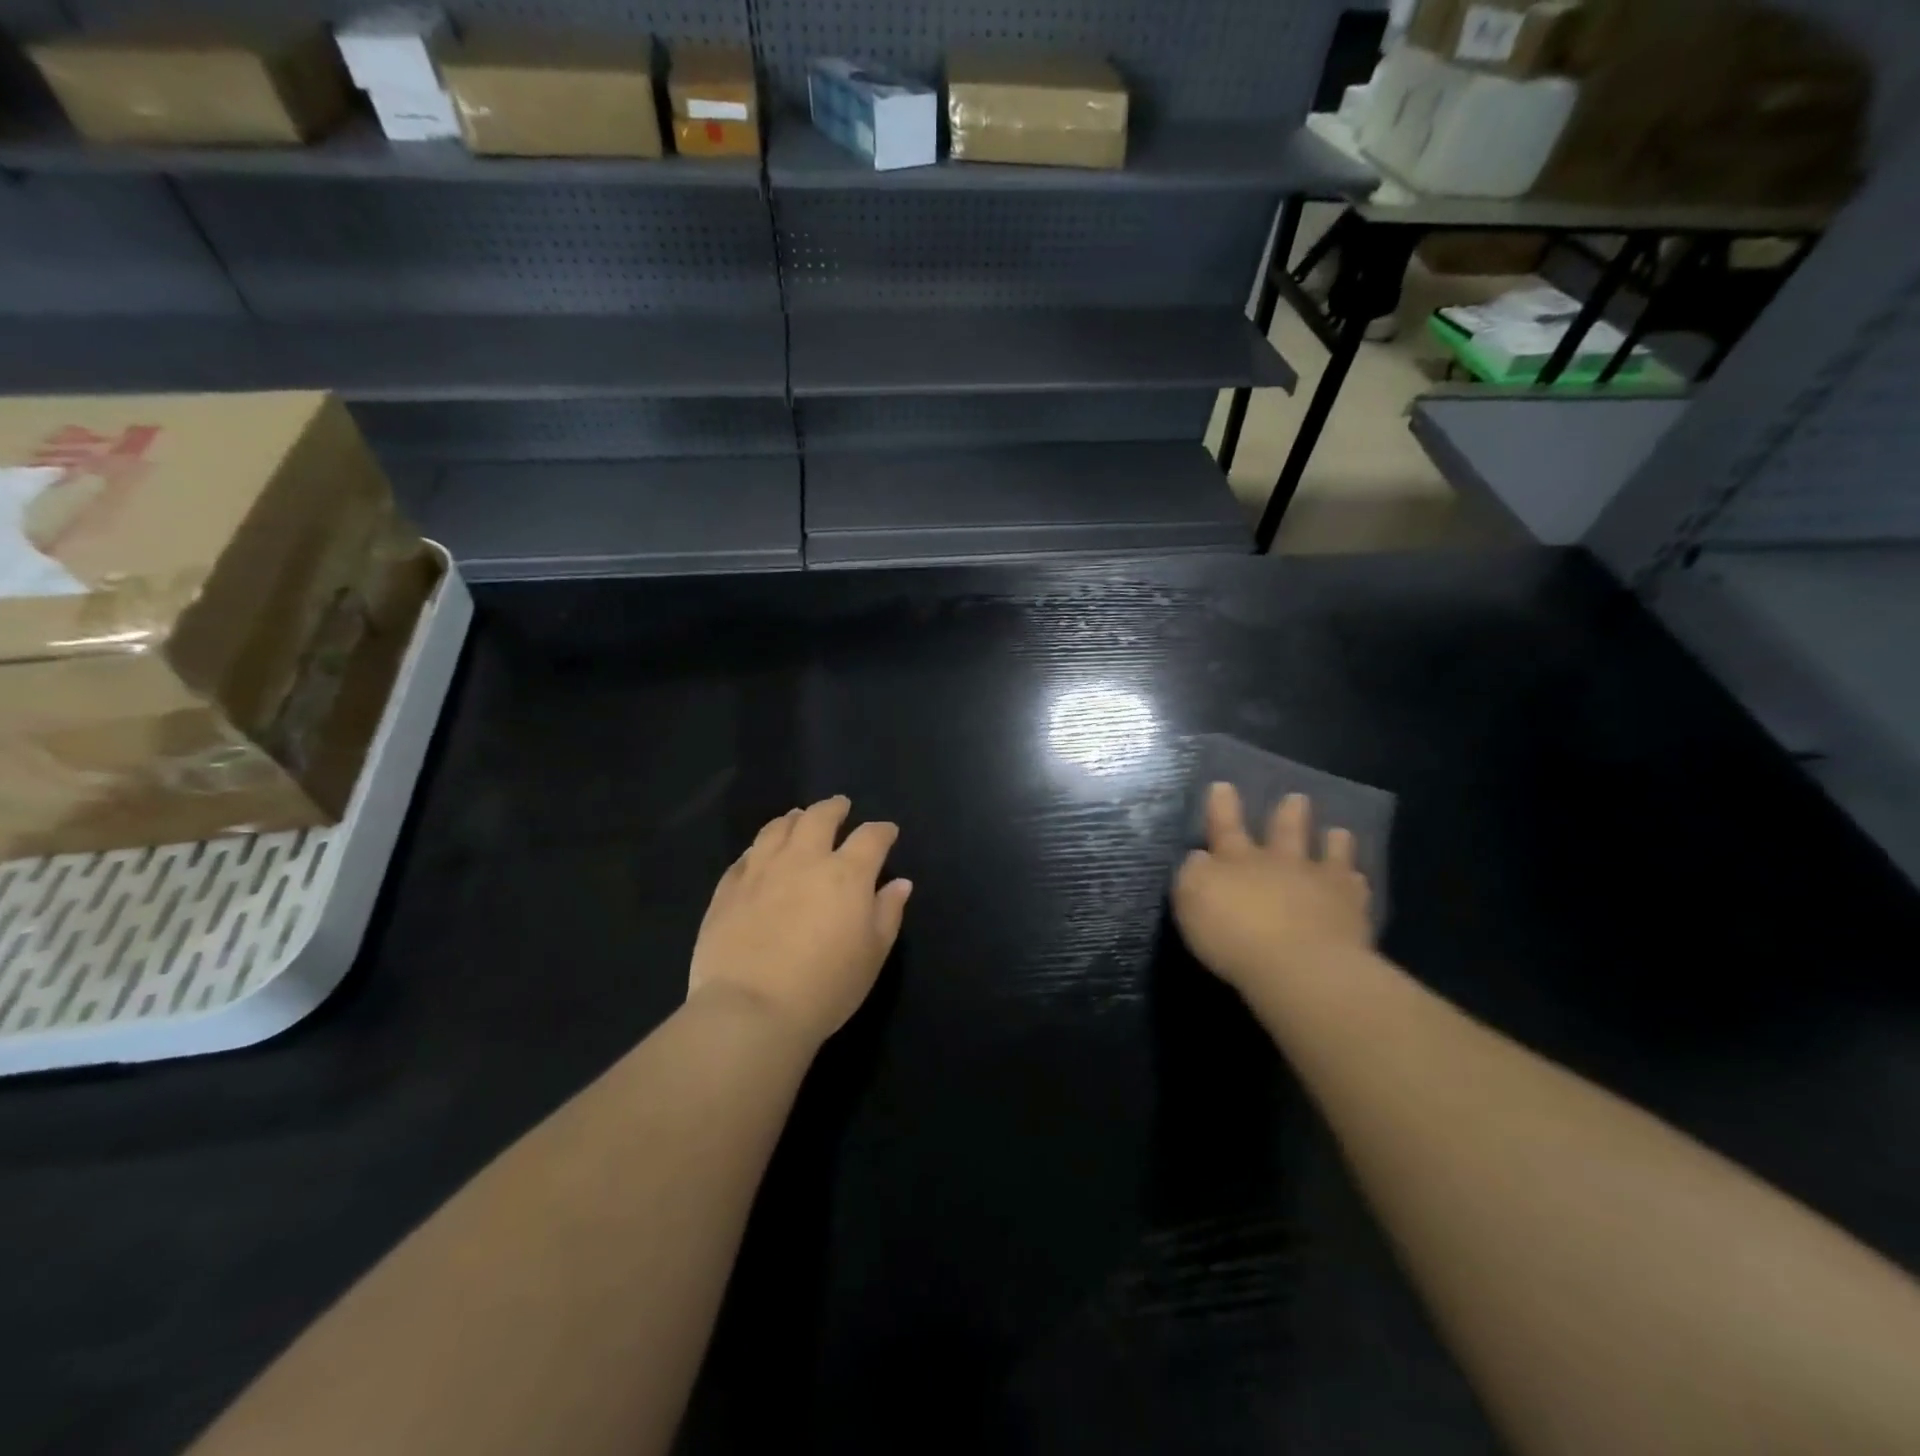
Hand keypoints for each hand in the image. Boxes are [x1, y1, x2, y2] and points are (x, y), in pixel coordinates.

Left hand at [688, 796, 911, 1047]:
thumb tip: (899, 883)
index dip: (882, 831)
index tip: (887, 832)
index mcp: (846, 874)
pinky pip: (745, 856)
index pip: (871, 837)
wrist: (751, 1010)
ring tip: (798, 818)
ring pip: (778, 828)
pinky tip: (760, 854)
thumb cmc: (825, 987)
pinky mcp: (728, 888)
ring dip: (793, 819)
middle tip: (840, 807)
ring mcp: (761, 870)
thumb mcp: (872, 955)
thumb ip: (888, 913)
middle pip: (819, 818)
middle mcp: (804, 860)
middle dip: (834, 808)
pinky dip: (760, 848)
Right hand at [1172, 784, 1372, 996]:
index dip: (1222, 806)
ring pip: (1329, 854)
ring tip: (1338, 831)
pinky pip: (1356, 889)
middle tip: (1297, 798)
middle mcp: (1280, 862)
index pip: (1225, 826)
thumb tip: (1201, 856)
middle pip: (1285, 831)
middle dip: (1289, 814)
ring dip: (1332, 842)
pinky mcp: (1352, 911)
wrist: (1300, 965)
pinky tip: (1359, 880)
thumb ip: (1194, 874)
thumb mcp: (1192, 899)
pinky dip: (1356, 881)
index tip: (1223, 786)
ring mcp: (1320, 883)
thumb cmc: (1234, 933)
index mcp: (1237, 859)